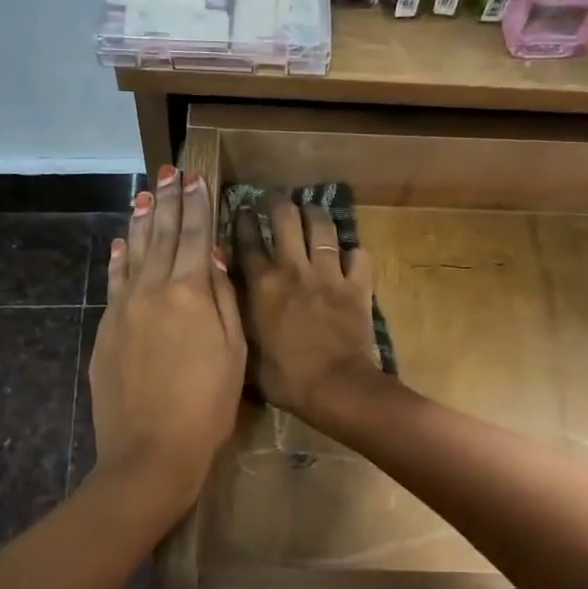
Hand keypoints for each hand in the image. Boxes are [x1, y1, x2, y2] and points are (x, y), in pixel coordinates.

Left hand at [89, 164, 245, 511]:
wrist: (151, 452)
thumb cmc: (207, 406)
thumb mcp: (233, 352)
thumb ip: (223, 299)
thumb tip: (211, 256)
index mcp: (189, 293)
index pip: (194, 237)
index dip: (196, 206)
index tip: (195, 178)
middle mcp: (152, 290)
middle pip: (161, 236)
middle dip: (167, 201)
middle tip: (168, 172)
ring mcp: (124, 309)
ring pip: (134, 253)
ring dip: (141, 221)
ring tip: (144, 193)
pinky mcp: (106, 330)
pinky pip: (114, 282)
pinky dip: (118, 259)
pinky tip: (120, 242)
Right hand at [235, 199, 384, 424]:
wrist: (336, 388)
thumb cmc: (286, 379)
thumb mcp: (248, 354)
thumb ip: (239, 324)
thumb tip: (227, 310)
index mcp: (262, 286)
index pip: (248, 242)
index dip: (244, 221)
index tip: (242, 209)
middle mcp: (294, 270)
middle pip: (286, 219)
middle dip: (280, 204)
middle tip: (278, 200)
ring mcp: (329, 274)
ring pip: (323, 227)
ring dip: (317, 215)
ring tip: (312, 211)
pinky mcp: (357, 286)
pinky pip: (360, 257)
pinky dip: (355, 254)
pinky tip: (351, 255)